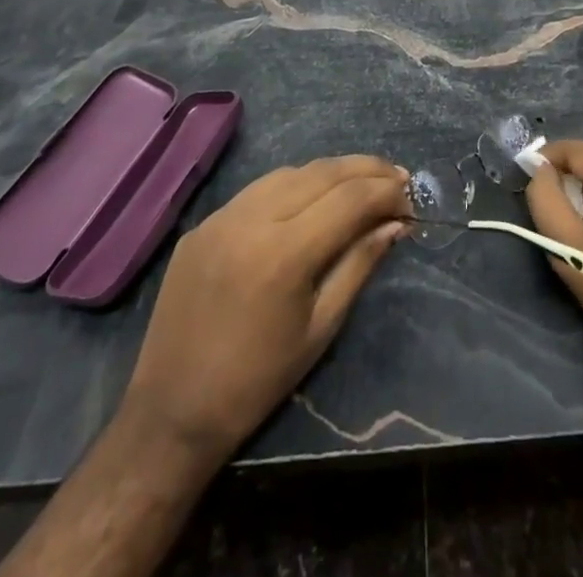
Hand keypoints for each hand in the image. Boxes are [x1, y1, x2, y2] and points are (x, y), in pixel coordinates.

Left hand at [121, 155, 410, 466]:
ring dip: (331, 172)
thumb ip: (359, 265)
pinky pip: (257, 190)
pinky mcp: (203, 223)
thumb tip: (395, 224)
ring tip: (360, 183)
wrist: (171, 412)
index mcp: (284, 252)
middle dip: (366, 169)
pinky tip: (309, 200)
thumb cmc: (257, 381)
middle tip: (397, 178)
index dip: (386, 192)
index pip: (350, 198)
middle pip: (323, 172)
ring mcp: (222, 215)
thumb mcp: (321, 328)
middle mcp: (252, 218)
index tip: (411, 198)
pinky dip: (293, 186)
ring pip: (290, 172)